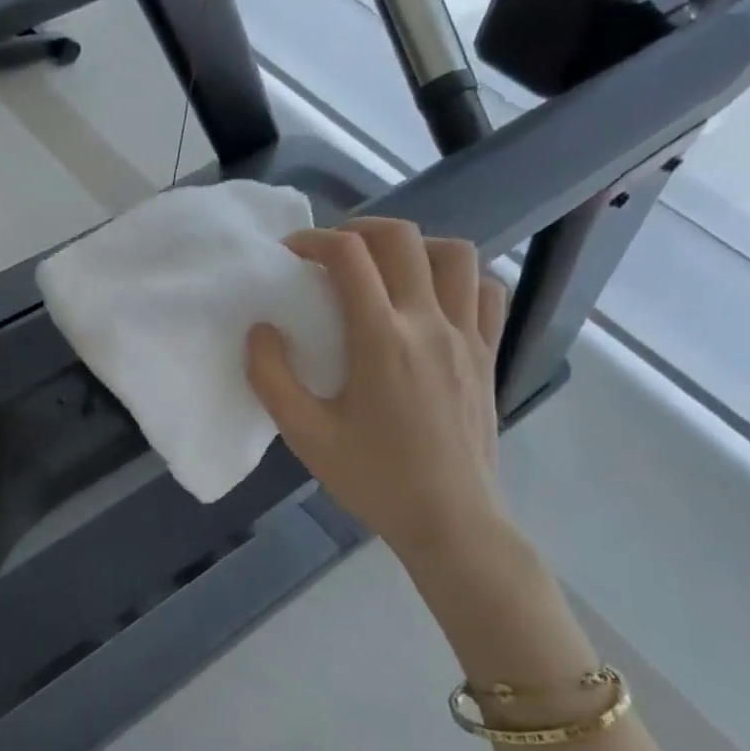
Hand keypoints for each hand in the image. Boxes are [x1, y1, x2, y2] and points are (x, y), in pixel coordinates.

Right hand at [247, 220, 517, 574]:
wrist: (451, 521)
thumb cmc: (374, 479)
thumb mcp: (306, 435)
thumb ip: (272, 378)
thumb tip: (260, 330)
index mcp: (382, 339)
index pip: (350, 257)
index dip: (314, 241)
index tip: (292, 253)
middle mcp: (430, 324)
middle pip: (403, 239)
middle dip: (360, 229)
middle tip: (334, 252)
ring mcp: (467, 336)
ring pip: (455, 254)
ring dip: (415, 246)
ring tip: (386, 268)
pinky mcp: (488, 354)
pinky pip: (486, 292)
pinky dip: (459, 279)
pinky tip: (434, 300)